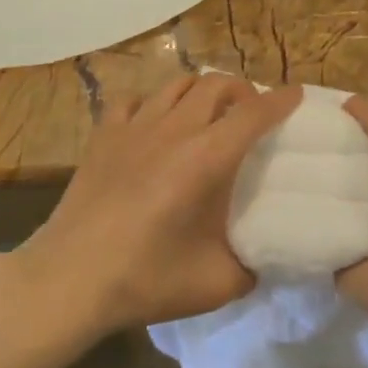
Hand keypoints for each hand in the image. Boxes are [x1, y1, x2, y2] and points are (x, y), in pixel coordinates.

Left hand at [5, 76, 302, 341]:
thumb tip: (266, 257)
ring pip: (175, 84)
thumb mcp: (218, 283)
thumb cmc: (146, 279)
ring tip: (207, 111)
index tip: (296, 95)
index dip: (280, 101)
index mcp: (207, 158)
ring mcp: (133, 128)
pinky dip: (151, 103)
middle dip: (241, 90)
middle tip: (250, 110)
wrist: (71, 279)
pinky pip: (132, 101)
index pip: (253, 113)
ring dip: (200, 90)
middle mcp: (174, 130)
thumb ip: (252, 265)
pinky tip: (152, 123)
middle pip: (215, 84)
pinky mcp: (103, 137)